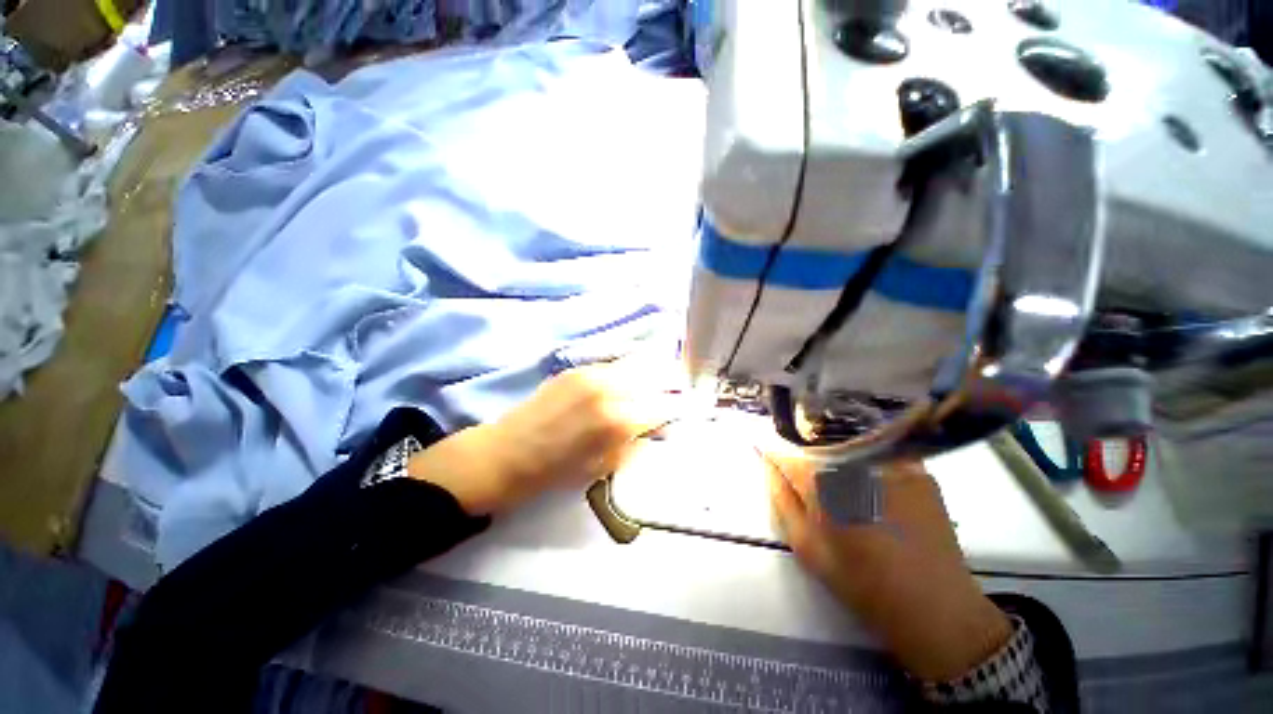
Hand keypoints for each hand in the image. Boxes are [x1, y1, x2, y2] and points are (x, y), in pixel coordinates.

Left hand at [409, 359, 687, 515]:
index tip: (686, 408)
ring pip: (637, 364)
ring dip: (651, 372)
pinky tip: (628, 380)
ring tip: (658, 380)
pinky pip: (614, 364)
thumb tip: (659, 427)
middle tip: (678, 390)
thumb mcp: (606, 467)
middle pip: (656, 376)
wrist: (507, 453)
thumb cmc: (557, 471)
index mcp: (620, 421)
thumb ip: (637, 442)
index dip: (678, 408)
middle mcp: (611, 389)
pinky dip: (628, 370)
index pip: (664, 406)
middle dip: (671, 383)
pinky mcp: (578, 367)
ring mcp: (593, 373)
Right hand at [768, 454, 1011, 681]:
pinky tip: (872, 488)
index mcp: (821, 479)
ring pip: (847, 444)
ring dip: (835, 457)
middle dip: (803, 454)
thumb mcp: (805, 544)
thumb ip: (781, 496)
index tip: (769, 458)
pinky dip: (866, 464)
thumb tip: (767, 461)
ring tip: (841, 486)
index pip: (784, 450)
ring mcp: (890, 460)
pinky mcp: (917, 468)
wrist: (935, 608)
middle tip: (809, 483)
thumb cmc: (860, 581)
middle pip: (815, 442)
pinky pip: (878, 454)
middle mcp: (854, 459)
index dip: (773, 453)